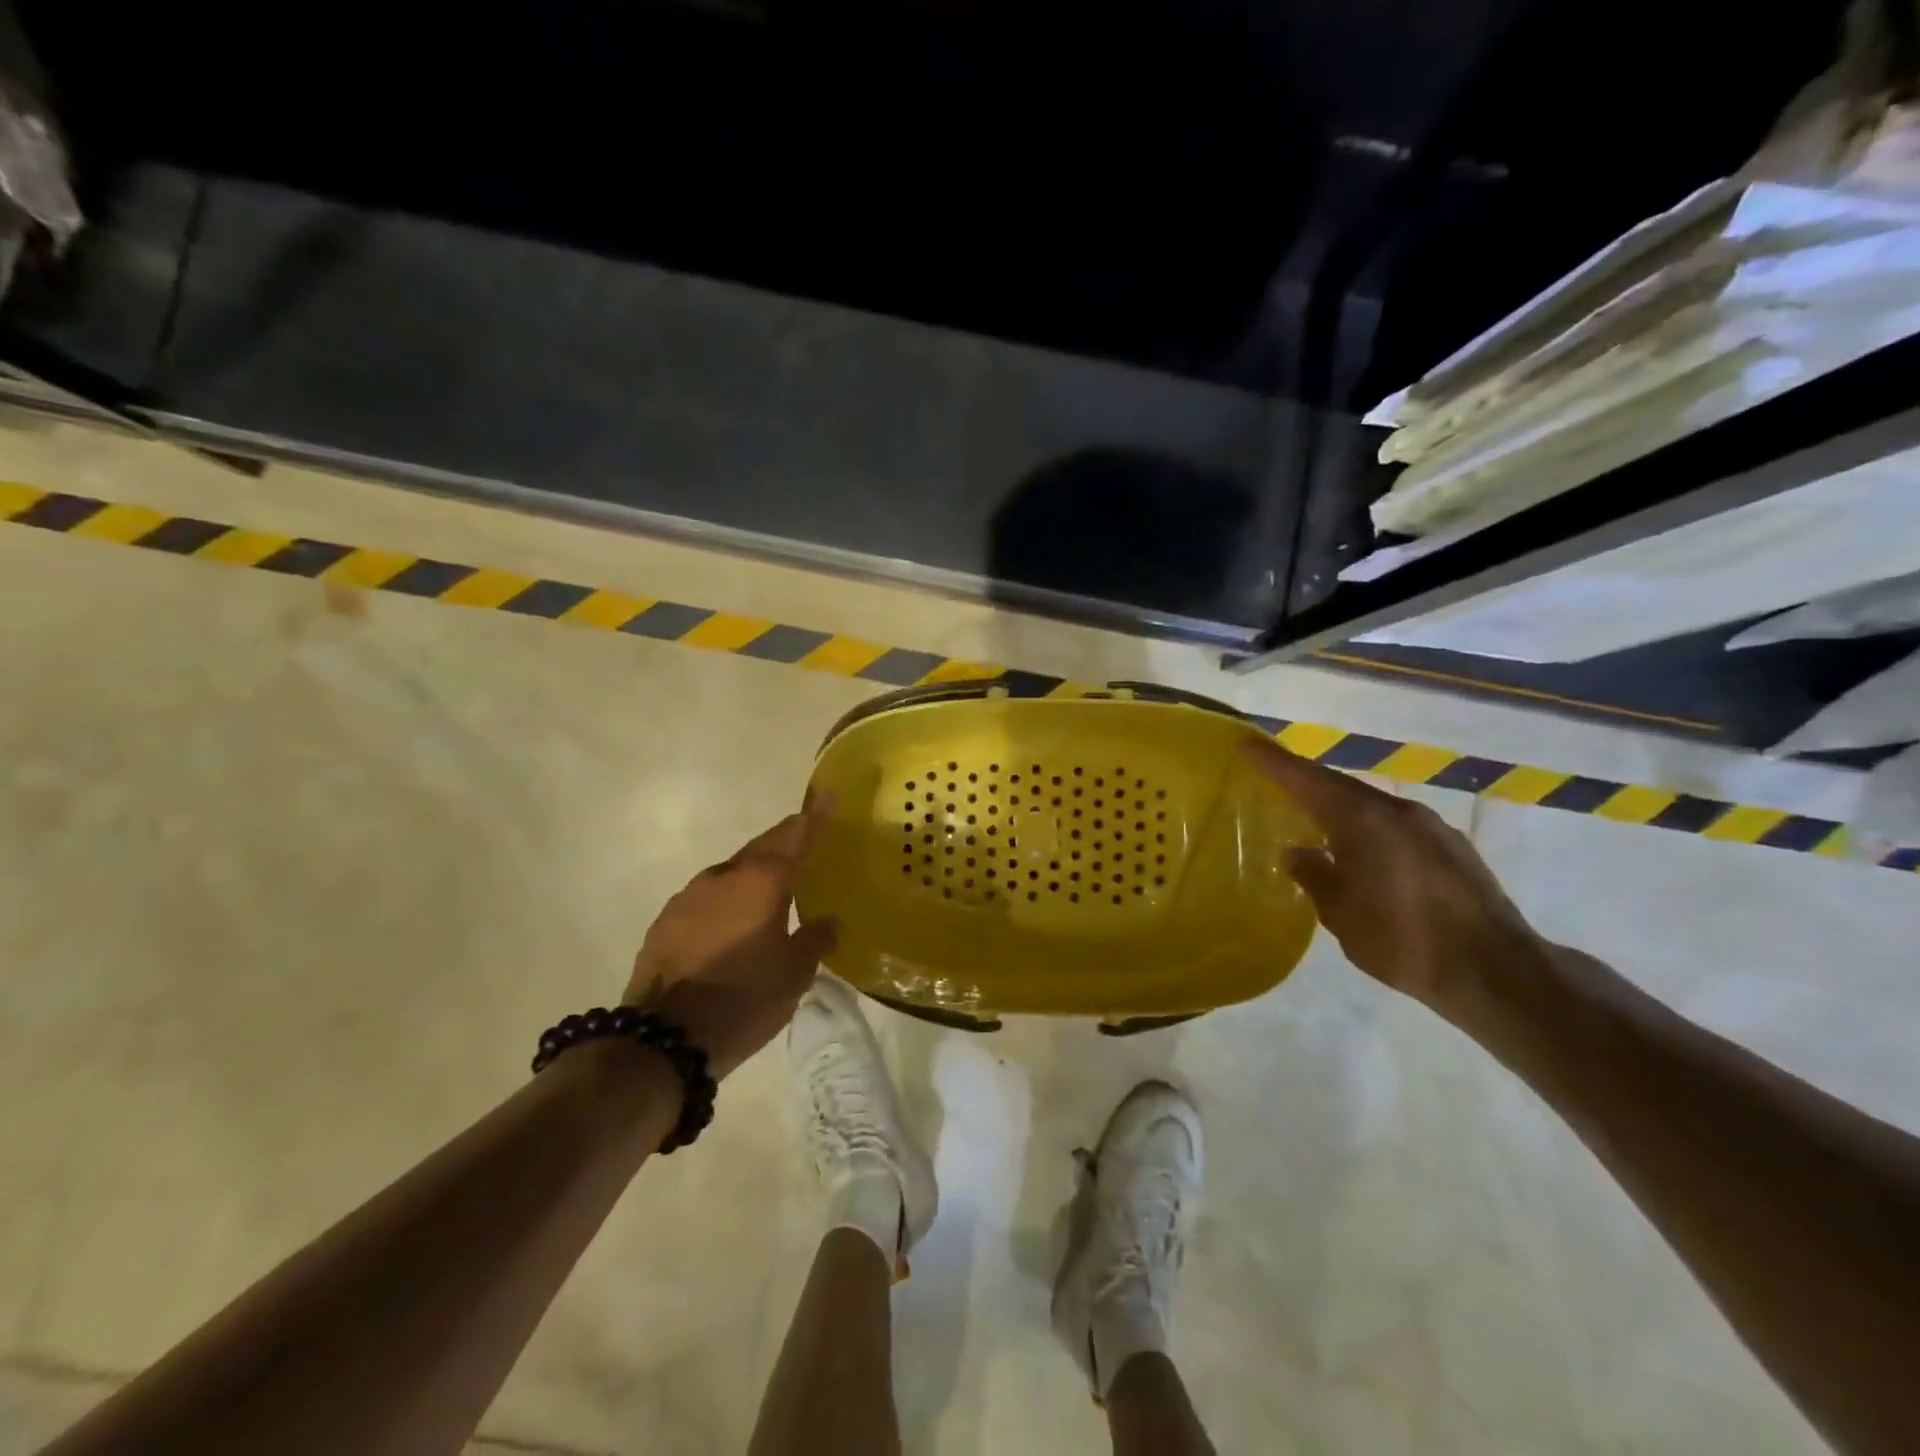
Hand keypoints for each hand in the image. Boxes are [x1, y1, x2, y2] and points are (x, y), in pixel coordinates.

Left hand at [624, 802, 837, 1078]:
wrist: (663, 1040)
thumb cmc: (744, 999)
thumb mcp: (795, 975)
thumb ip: (816, 940)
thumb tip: (828, 922)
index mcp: (762, 881)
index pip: (795, 835)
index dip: (814, 816)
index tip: (827, 796)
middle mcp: (724, 875)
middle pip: (762, 847)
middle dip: (785, 842)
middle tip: (806, 845)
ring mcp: (689, 895)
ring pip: (732, 873)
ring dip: (753, 876)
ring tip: (770, 895)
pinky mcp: (666, 920)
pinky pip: (707, 899)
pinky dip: (727, 902)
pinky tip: (731, 927)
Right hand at [1242, 737, 1546, 1013]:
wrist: (1497, 973)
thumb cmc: (1404, 940)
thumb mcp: (1341, 914)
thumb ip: (1315, 876)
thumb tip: (1297, 853)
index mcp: (1362, 820)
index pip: (1306, 780)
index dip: (1273, 762)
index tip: (1246, 744)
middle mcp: (1397, 811)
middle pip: (1340, 787)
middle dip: (1306, 784)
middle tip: (1274, 784)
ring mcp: (1431, 827)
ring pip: (1371, 807)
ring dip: (1340, 809)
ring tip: (1316, 825)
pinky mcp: (1453, 849)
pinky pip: (1396, 827)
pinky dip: (1369, 831)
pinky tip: (1364, 856)